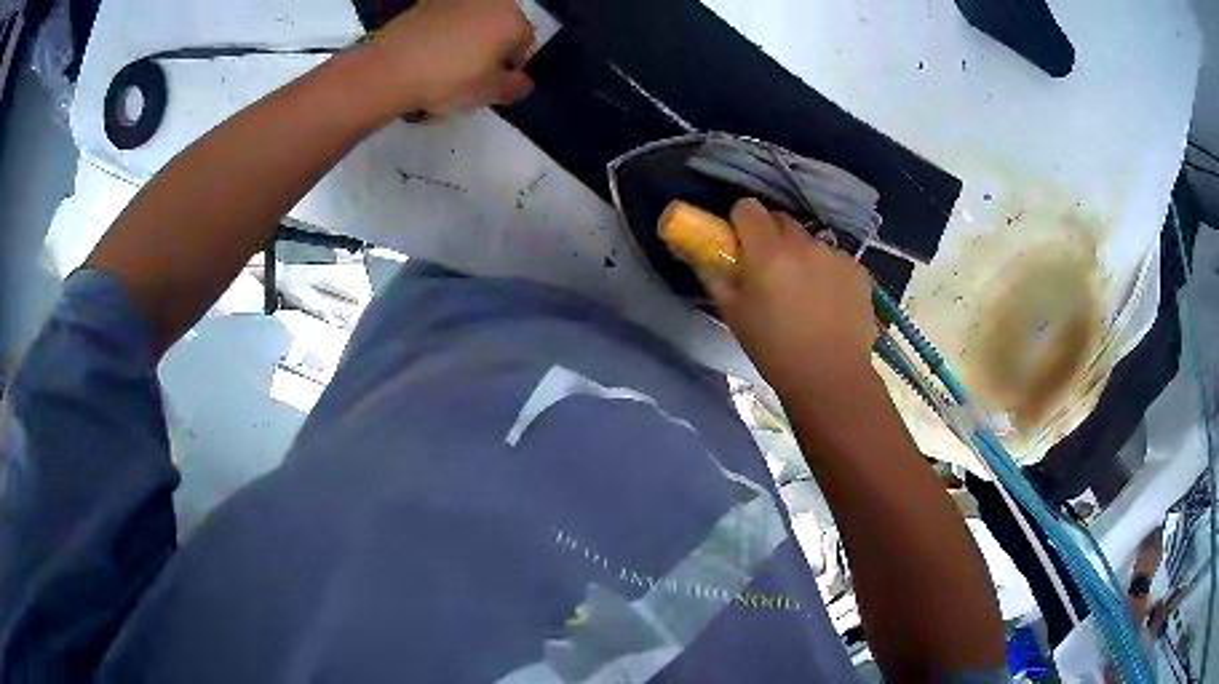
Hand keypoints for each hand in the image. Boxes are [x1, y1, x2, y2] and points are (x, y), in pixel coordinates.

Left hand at [369, 0, 534, 114]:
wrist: (390, 69)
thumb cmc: (449, 79)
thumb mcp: (490, 93)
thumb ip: (515, 88)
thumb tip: (522, 82)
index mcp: (512, 19)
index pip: (525, 44)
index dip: (511, 67)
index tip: (493, 84)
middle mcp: (489, 1)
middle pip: (499, 27)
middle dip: (491, 48)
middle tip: (472, 76)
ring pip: (472, 23)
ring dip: (467, 40)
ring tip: (447, 67)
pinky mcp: (426, 3)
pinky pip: (446, 21)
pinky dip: (443, 35)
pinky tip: (428, 57)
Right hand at [705, 199, 877, 392]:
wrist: (831, 377)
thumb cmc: (774, 350)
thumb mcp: (734, 314)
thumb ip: (715, 276)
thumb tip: (702, 254)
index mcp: (768, 251)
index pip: (748, 207)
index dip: (740, 221)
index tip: (739, 242)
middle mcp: (804, 243)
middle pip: (780, 219)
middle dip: (770, 235)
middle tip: (768, 267)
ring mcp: (835, 254)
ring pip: (810, 240)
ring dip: (801, 254)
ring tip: (804, 291)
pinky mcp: (858, 270)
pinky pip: (835, 258)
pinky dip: (827, 270)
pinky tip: (828, 301)